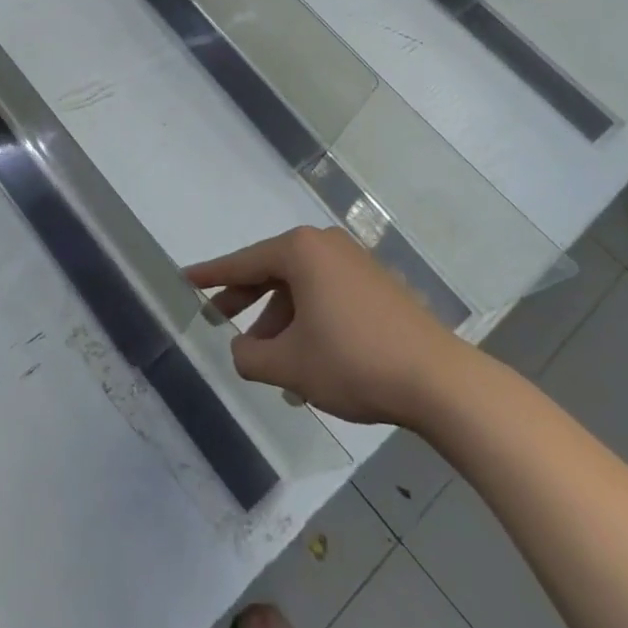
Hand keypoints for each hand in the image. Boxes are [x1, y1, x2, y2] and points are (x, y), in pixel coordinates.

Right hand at [186, 226, 474, 428]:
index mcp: (301, 251)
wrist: (440, 381)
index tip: (187, 278)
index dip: (212, 275)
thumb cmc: (353, 362)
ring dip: (280, 323)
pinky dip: (309, 323)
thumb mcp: (290, 365)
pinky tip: (306, 364)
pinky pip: (327, 297)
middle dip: (245, 301)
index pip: (243, 262)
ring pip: (301, 289)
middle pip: (272, 272)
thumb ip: (250, 357)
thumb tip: (241, 350)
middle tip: (217, 320)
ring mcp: (356, 264)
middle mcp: (326, 246)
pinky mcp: (378, 287)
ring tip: (269, 365)